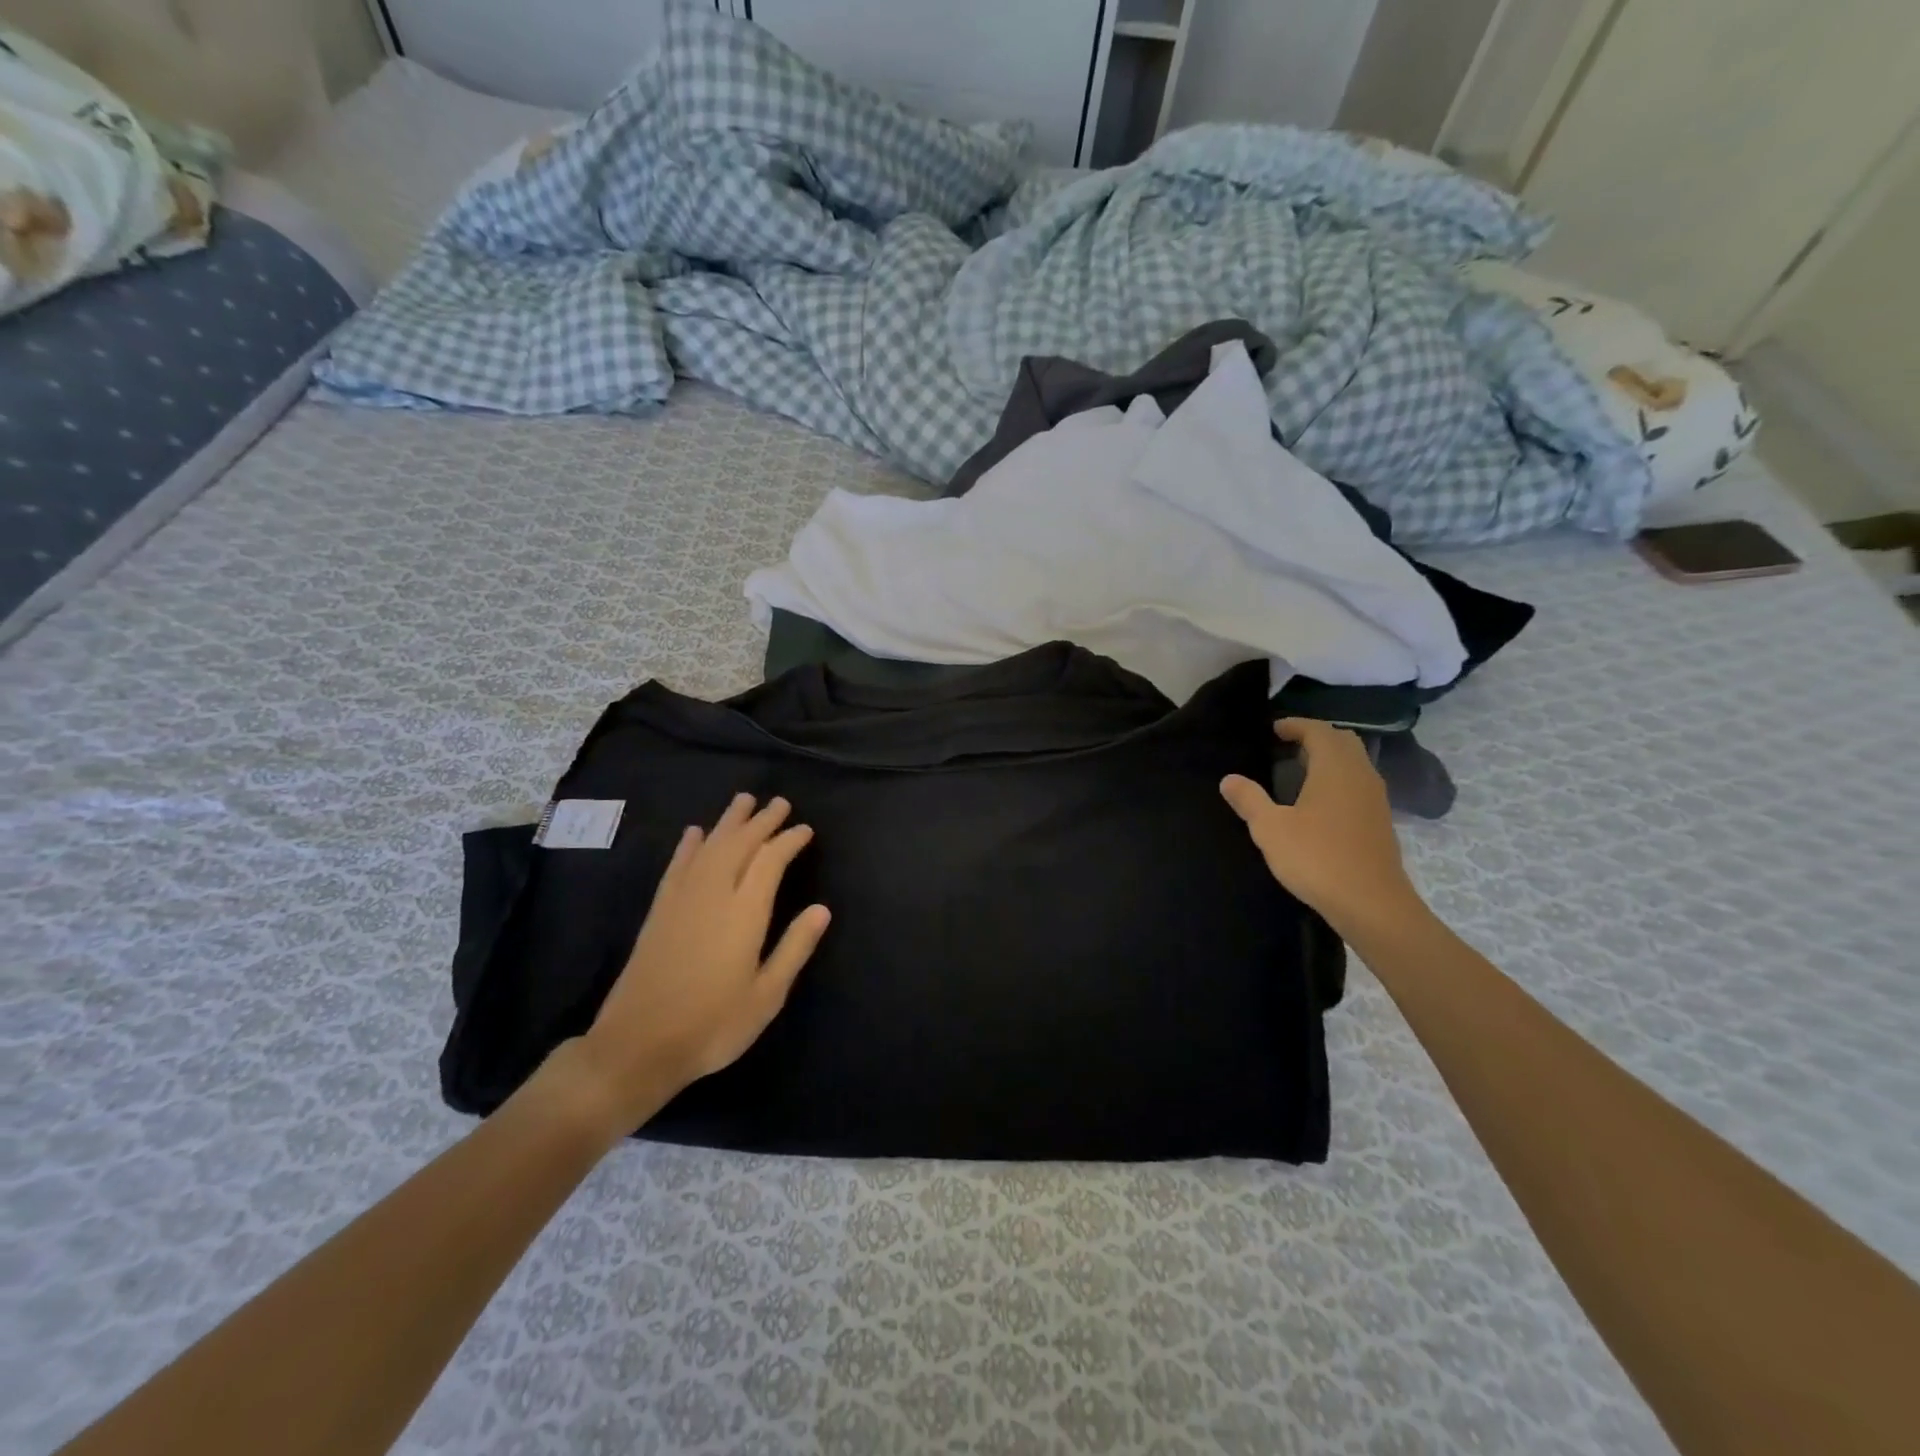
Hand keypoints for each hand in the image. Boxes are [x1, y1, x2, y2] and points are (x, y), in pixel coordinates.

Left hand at [567, 794, 830, 1133]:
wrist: (637, 1046)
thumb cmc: (713, 1025)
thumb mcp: (767, 996)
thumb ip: (795, 948)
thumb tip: (822, 909)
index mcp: (744, 913)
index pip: (770, 861)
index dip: (789, 841)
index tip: (805, 829)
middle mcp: (713, 895)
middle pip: (739, 844)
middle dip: (761, 821)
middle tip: (780, 802)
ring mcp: (681, 900)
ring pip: (709, 847)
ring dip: (728, 822)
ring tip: (744, 801)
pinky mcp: (659, 911)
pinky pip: (677, 866)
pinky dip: (688, 846)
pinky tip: (695, 833)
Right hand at [1220, 719, 1424, 937]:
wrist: (1371, 904)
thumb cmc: (1317, 858)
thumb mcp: (1271, 829)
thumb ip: (1249, 800)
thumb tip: (1228, 779)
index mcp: (1335, 768)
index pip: (1318, 731)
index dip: (1296, 725)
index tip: (1274, 730)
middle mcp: (1361, 775)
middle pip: (1342, 741)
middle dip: (1316, 736)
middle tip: (1287, 745)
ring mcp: (1375, 798)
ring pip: (1355, 762)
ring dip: (1330, 757)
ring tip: (1301, 769)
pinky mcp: (1380, 820)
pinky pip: (1359, 783)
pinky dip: (1340, 778)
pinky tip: (1321, 800)